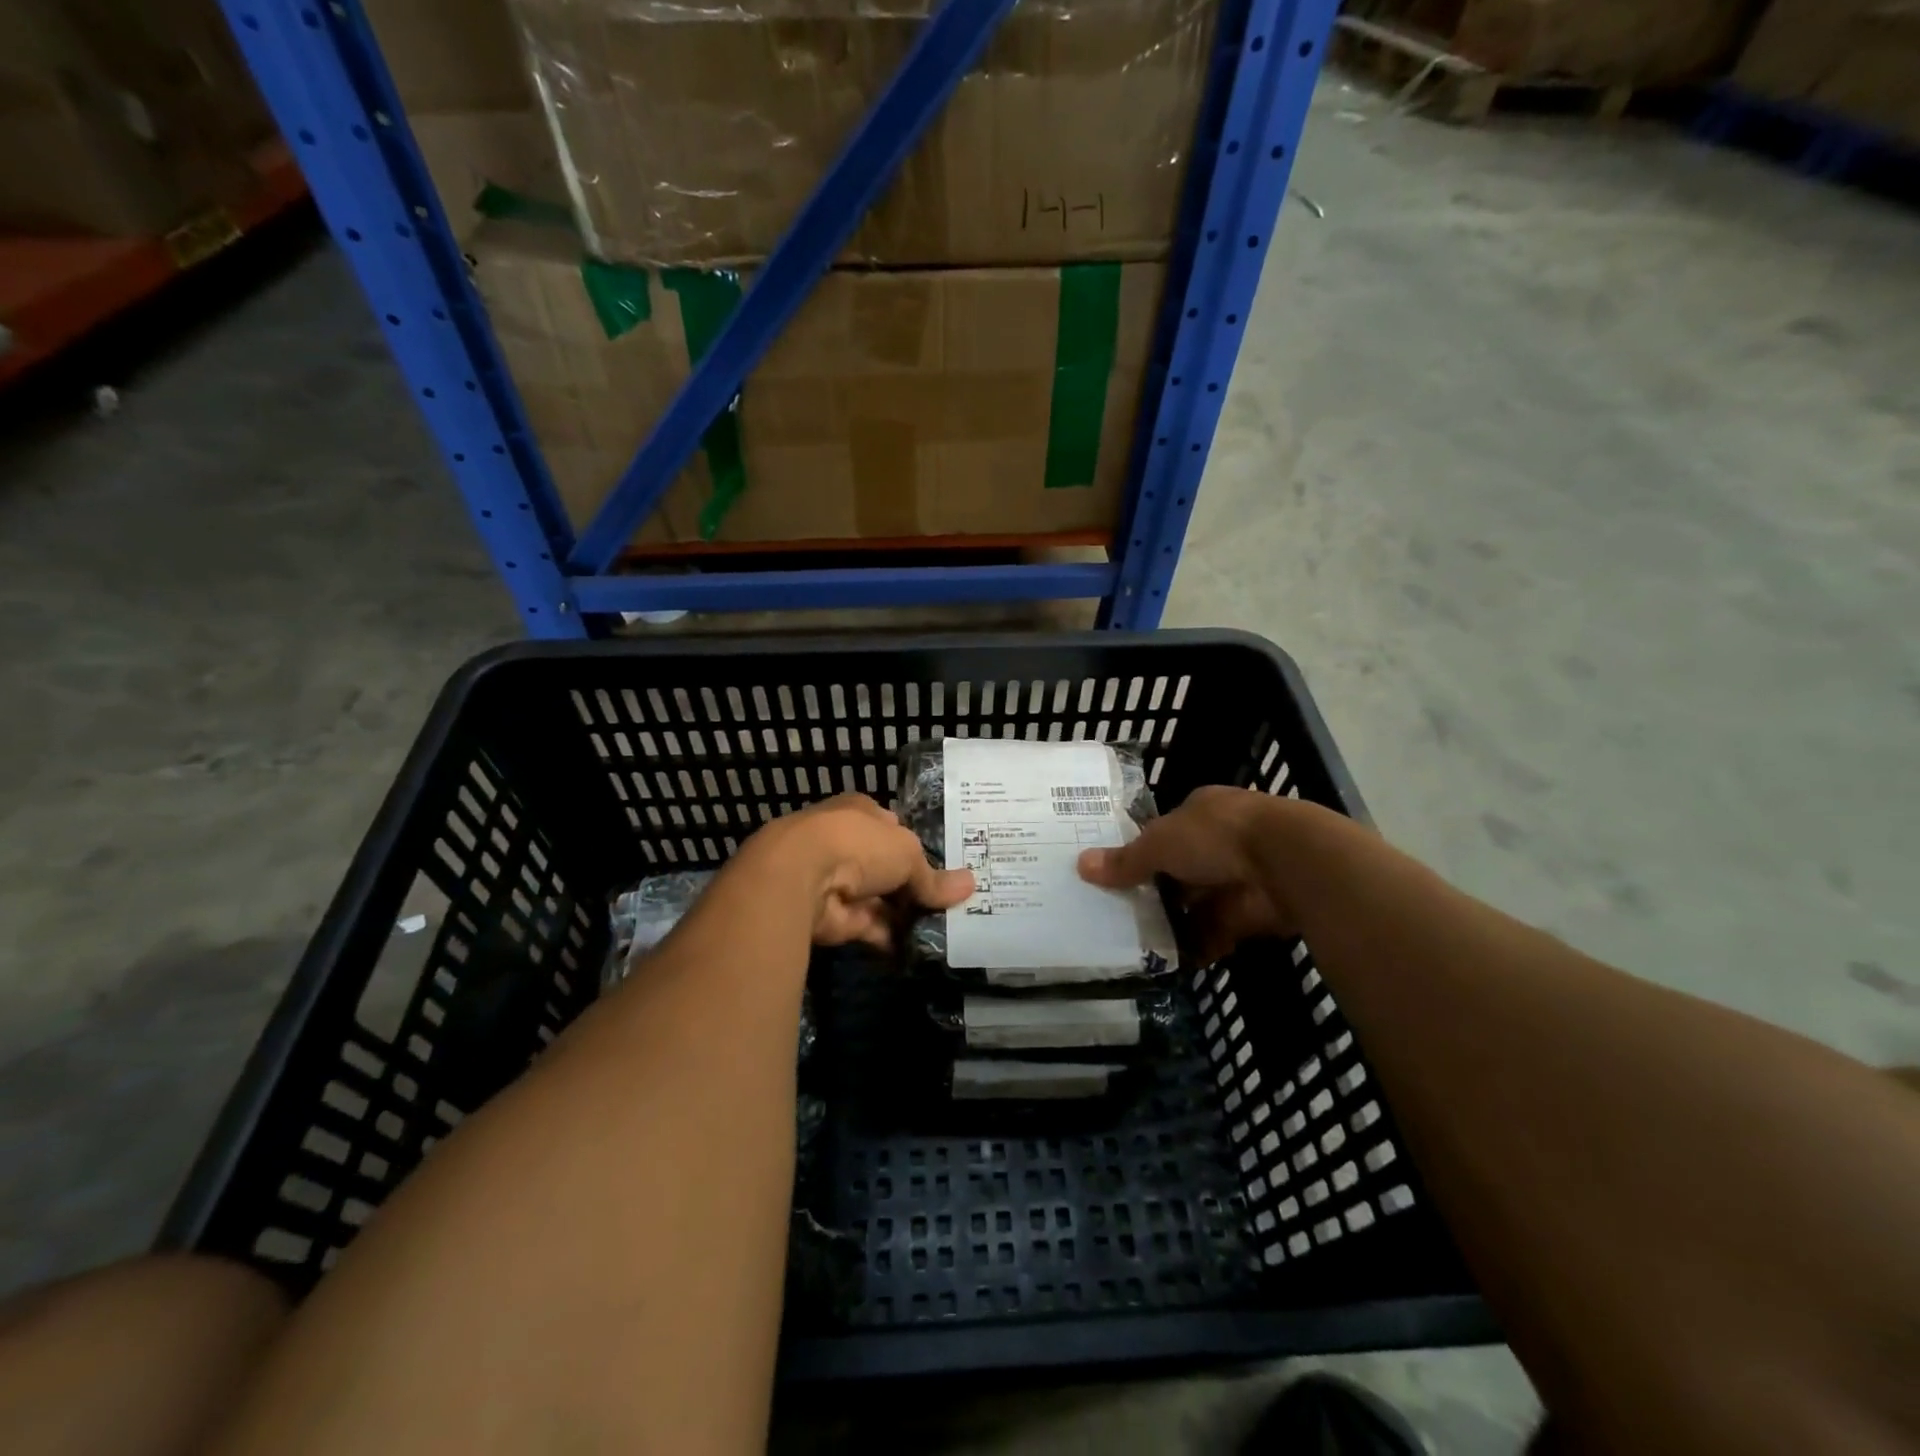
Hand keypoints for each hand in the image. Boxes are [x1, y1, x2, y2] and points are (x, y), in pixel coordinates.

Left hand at [747, 794, 973, 947]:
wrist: (800, 878)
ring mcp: (839, 881)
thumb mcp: (908, 853)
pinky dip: (893, 938)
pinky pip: (872, 927)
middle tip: (954, 904)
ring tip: (947, 930)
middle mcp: (847, 844)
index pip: (893, 827)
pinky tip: (922, 948)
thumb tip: (969, 886)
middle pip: (888, 866)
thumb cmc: (859, 845)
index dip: (917, 846)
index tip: (945, 867)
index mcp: (861, 813)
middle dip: (915, 885)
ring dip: (907, 915)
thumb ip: (933, 877)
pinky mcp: (835, 917)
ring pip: (882, 899)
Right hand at [1078, 785, 1295, 962]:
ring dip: (1177, 923)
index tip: (1119, 875)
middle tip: (1121, 916)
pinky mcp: (1255, 911)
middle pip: (1182, 869)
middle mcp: (1222, 840)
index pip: (1166, 832)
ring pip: (1200, 903)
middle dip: (1158, 892)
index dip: (1144, 852)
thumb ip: (1125, 860)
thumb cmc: (1217, 836)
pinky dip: (1201, 946)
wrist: (1288, 862)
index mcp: (1201, 811)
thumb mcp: (1160, 844)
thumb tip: (1081, 865)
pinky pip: (1220, 931)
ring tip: (1139, 944)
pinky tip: (1173, 961)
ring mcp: (1241, 876)